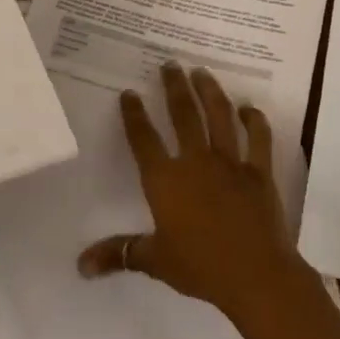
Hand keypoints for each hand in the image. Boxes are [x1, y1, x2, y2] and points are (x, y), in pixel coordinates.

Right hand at [78, 62, 309, 322]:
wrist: (255, 274)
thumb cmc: (200, 267)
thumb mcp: (155, 261)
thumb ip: (118, 254)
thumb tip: (80, 265)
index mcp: (166, 180)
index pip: (144, 140)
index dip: (134, 115)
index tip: (129, 93)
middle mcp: (196, 161)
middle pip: (183, 115)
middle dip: (174, 87)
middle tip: (170, 64)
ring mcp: (231, 163)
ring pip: (219, 116)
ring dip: (210, 91)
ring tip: (202, 72)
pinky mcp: (259, 171)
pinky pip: (258, 138)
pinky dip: (254, 120)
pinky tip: (248, 108)